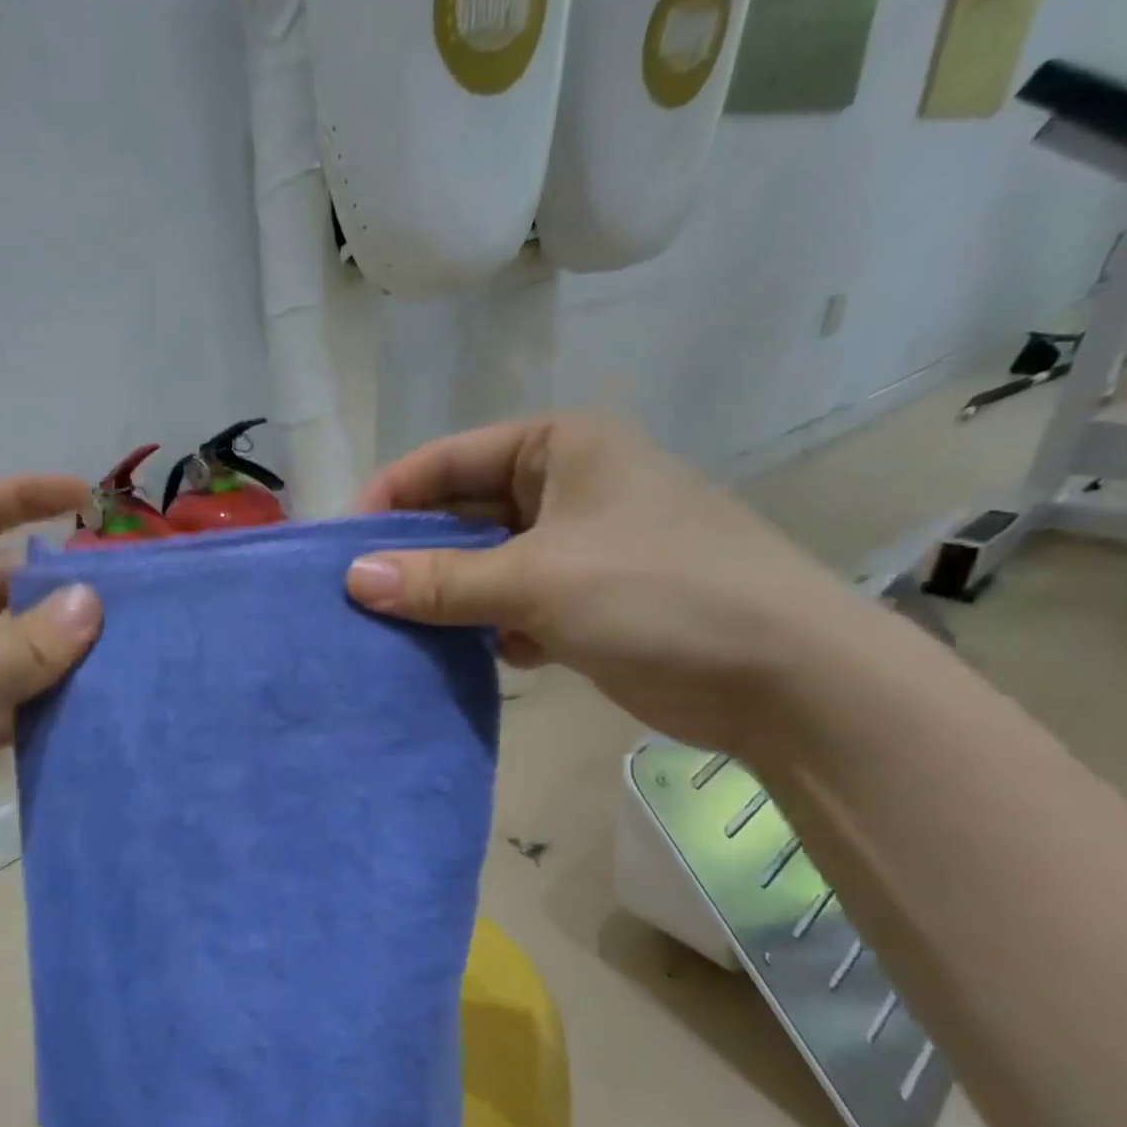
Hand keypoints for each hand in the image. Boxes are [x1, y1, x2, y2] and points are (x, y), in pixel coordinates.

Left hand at [0, 476, 101, 950]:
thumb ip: (29, 642)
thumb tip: (92, 600)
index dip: (25, 496)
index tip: (88, 497)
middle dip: (52, 587)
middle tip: (126, 598)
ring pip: (0, 645)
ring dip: (51, 650)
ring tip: (123, 651)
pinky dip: (35, 701)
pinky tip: (87, 709)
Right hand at [345, 416, 884, 756]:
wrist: (785, 678)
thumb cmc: (660, 594)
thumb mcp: (538, 580)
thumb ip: (441, 581)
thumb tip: (351, 579)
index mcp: (560, 448)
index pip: (450, 461)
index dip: (392, 497)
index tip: (340, 545)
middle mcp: (567, 488)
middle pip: (464, 514)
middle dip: (415, 554)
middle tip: (357, 596)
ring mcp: (578, 548)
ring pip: (485, 565)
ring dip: (448, 597)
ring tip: (398, 630)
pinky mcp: (587, 602)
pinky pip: (512, 605)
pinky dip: (488, 628)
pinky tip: (477, 656)